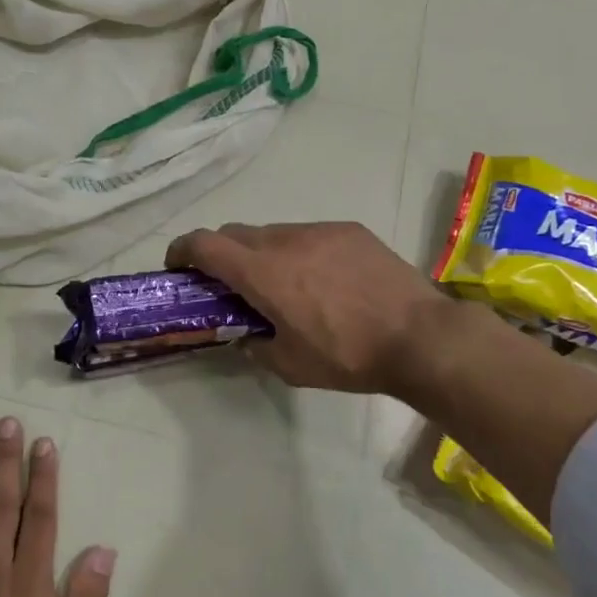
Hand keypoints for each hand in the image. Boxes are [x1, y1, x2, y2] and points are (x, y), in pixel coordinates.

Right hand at [165, 221, 454, 395]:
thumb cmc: (347, 355)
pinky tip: (322, 279)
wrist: (419, 335)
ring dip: (262, 252)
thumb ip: (256, 346)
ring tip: (282, 284)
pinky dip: (299, 251)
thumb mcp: (290, 365)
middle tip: (229, 284)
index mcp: (262, 272)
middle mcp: (284, 240)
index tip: (177, 267)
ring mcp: (319, 230)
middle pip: (235, 233)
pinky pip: (309, 234)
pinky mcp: (349, 230)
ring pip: (273, 232)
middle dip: (221, 254)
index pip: (204, 244)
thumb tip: (246, 337)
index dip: (181, 250)